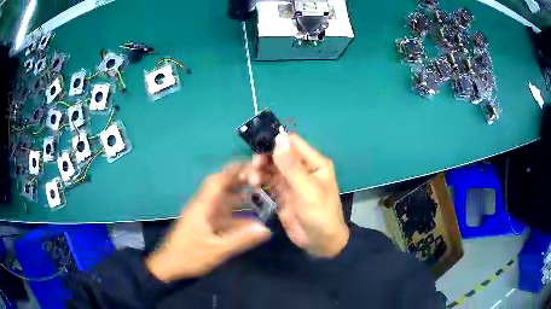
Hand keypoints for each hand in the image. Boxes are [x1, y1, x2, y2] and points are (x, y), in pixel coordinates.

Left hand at [146, 163, 270, 282]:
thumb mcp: (216, 250)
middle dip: (240, 180)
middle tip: (261, 181)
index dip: (235, 171)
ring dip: (239, 196)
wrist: (170, 265)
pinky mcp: (204, 223)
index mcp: (203, 206)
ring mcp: (203, 214)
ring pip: (223, 199)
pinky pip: (222, 212)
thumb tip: (265, 229)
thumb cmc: (190, 256)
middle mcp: (203, 205)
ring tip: (259, 196)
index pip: (218, 179)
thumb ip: (240, 239)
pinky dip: (236, 213)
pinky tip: (250, 220)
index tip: (254, 168)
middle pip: (221, 185)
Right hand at [253, 133, 348, 257]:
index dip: (276, 141)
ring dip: (259, 170)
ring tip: (252, 179)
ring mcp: (290, 181)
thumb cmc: (320, 215)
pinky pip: (267, 181)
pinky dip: (259, 180)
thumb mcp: (307, 190)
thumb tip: (279, 137)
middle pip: (279, 154)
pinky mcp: (281, 193)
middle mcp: (301, 168)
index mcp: (314, 163)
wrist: (320, 242)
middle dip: (264, 157)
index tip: (258, 147)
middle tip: (254, 166)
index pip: (293, 143)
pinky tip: (253, 185)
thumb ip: (291, 166)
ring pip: (270, 167)